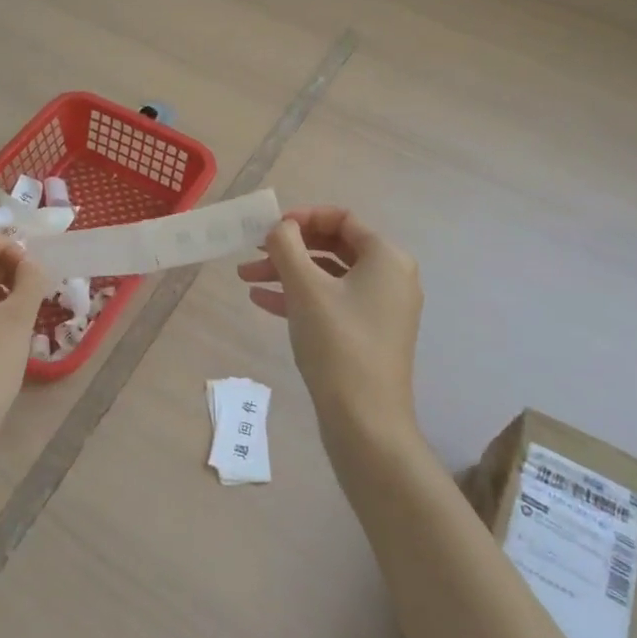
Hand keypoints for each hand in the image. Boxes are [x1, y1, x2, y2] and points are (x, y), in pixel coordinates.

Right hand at [237, 206, 422, 435]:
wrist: (365, 421)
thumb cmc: (337, 343)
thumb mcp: (305, 288)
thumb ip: (287, 246)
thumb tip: (281, 227)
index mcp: (386, 257)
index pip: (342, 218)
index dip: (303, 216)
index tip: (270, 227)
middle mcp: (390, 277)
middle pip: (333, 245)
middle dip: (289, 247)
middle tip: (253, 250)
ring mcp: (381, 308)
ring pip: (328, 276)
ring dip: (287, 272)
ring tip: (246, 277)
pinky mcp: (368, 334)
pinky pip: (331, 301)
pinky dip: (299, 297)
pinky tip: (261, 301)